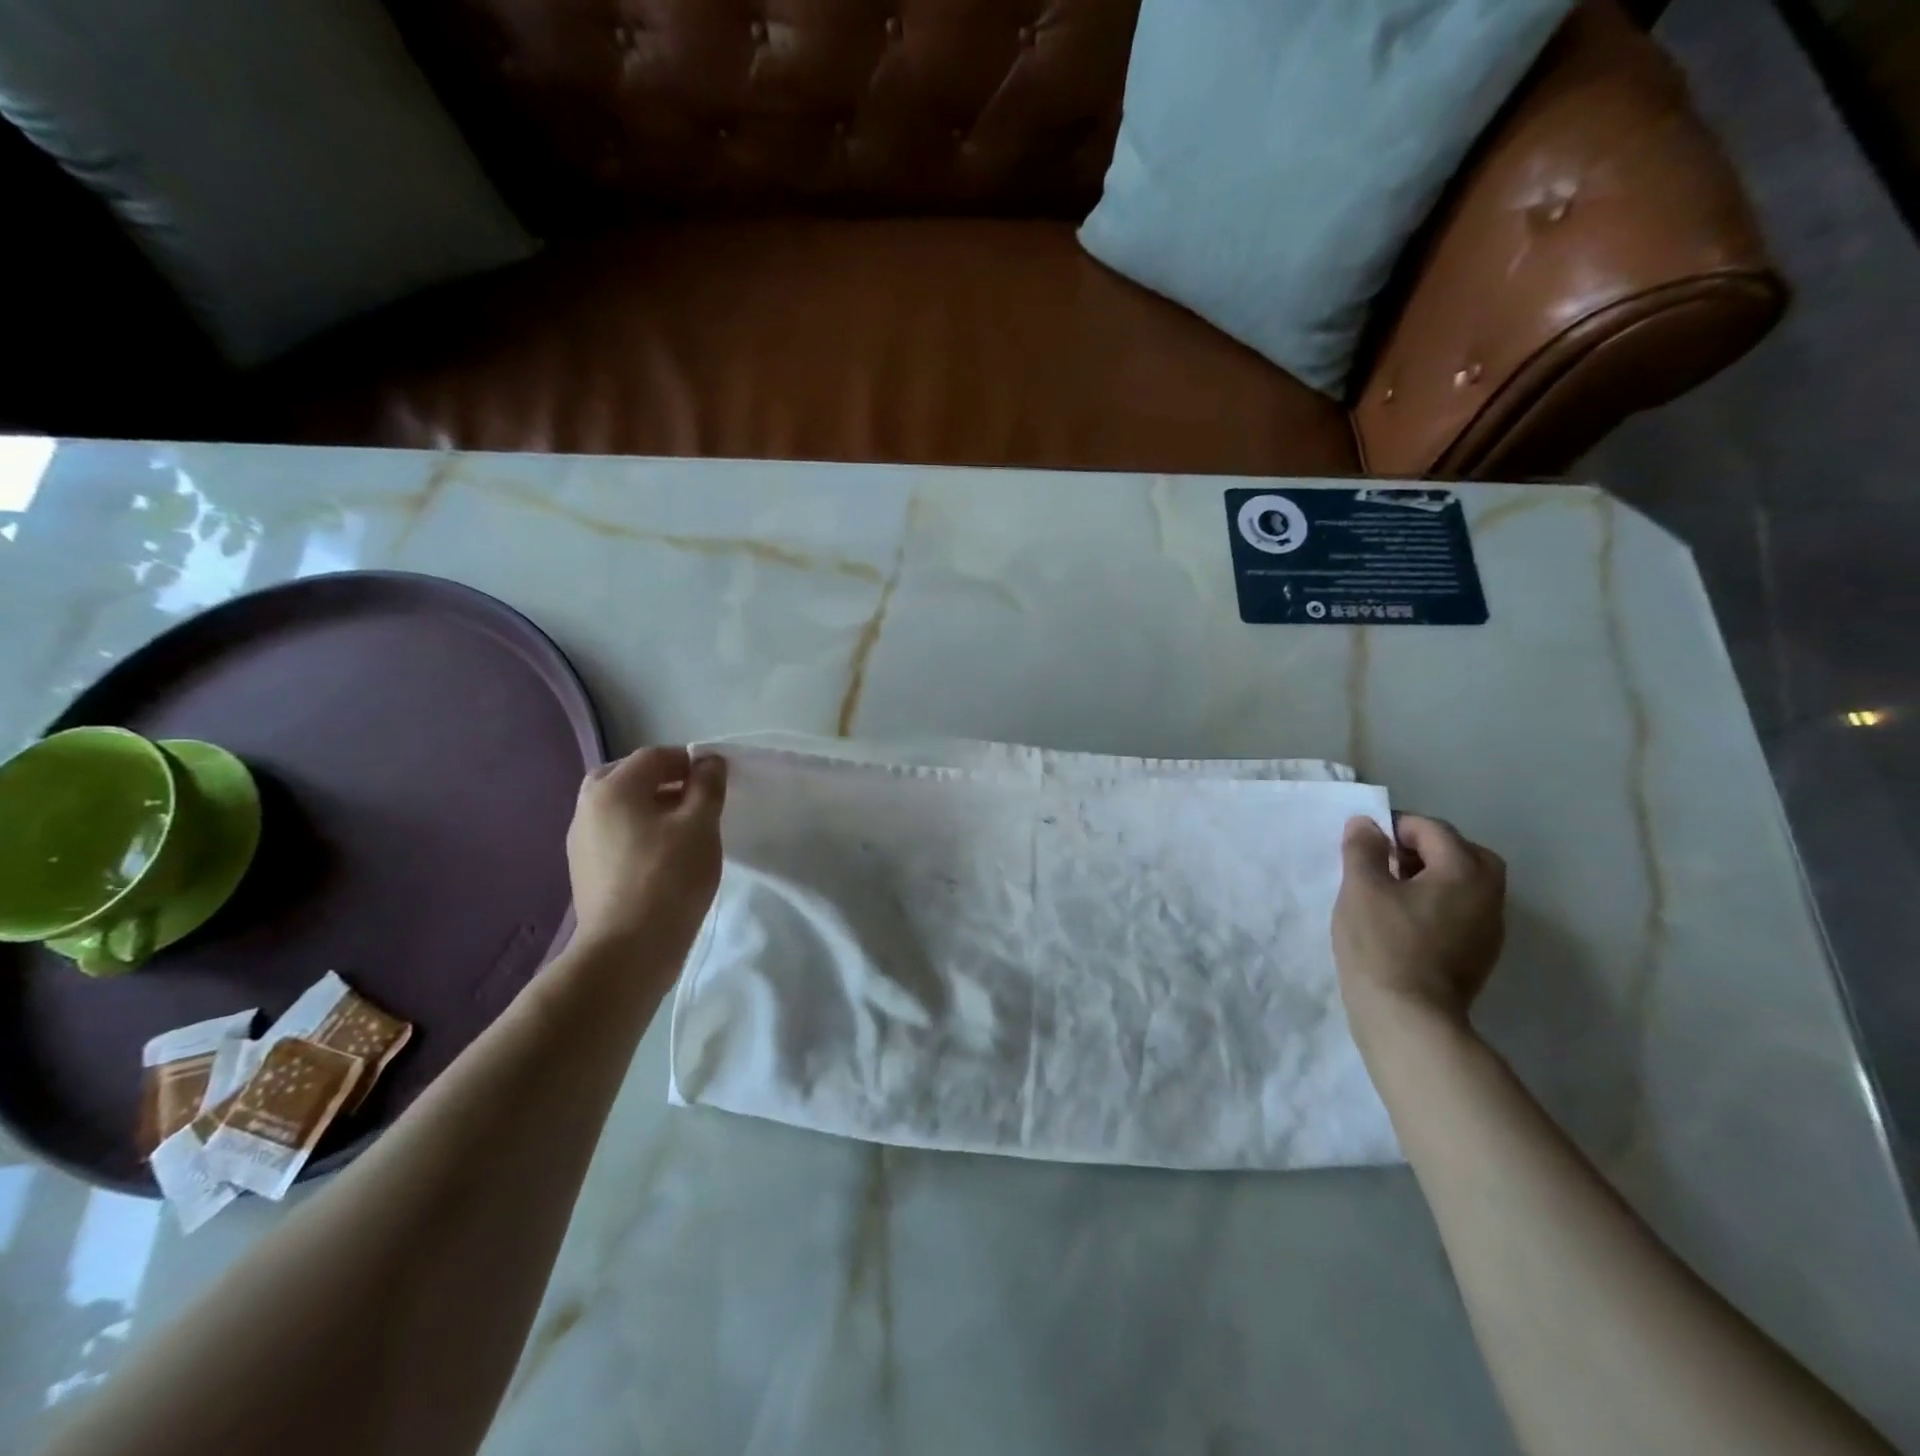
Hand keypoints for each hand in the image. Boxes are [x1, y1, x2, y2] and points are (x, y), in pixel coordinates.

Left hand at [566, 747, 726, 953]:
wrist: (627, 951)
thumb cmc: (669, 879)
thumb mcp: (701, 826)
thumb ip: (707, 786)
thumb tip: (708, 761)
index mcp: (612, 788)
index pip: (655, 756)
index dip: (689, 761)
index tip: (716, 783)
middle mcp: (587, 807)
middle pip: (629, 778)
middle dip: (665, 782)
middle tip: (697, 801)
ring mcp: (580, 841)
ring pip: (620, 808)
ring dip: (652, 808)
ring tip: (685, 831)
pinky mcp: (584, 871)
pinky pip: (615, 835)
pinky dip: (639, 833)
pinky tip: (664, 857)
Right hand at [1332, 814, 1505, 1046]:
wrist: (1407, 1018)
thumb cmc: (1382, 944)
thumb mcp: (1361, 888)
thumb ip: (1363, 849)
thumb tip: (1366, 823)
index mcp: (1464, 871)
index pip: (1433, 829)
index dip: (1396, 827)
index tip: (1365, 844)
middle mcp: (1489, 894)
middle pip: (1463, 853)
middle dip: (1424, 849)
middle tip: (1385, 863)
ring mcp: (1489, 928)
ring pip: (1465, 884)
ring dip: (1432, 877)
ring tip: (1390, 892)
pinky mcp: (1480, 954)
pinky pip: (1462, 911)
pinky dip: (1438, 903)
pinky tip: (1405, 921)